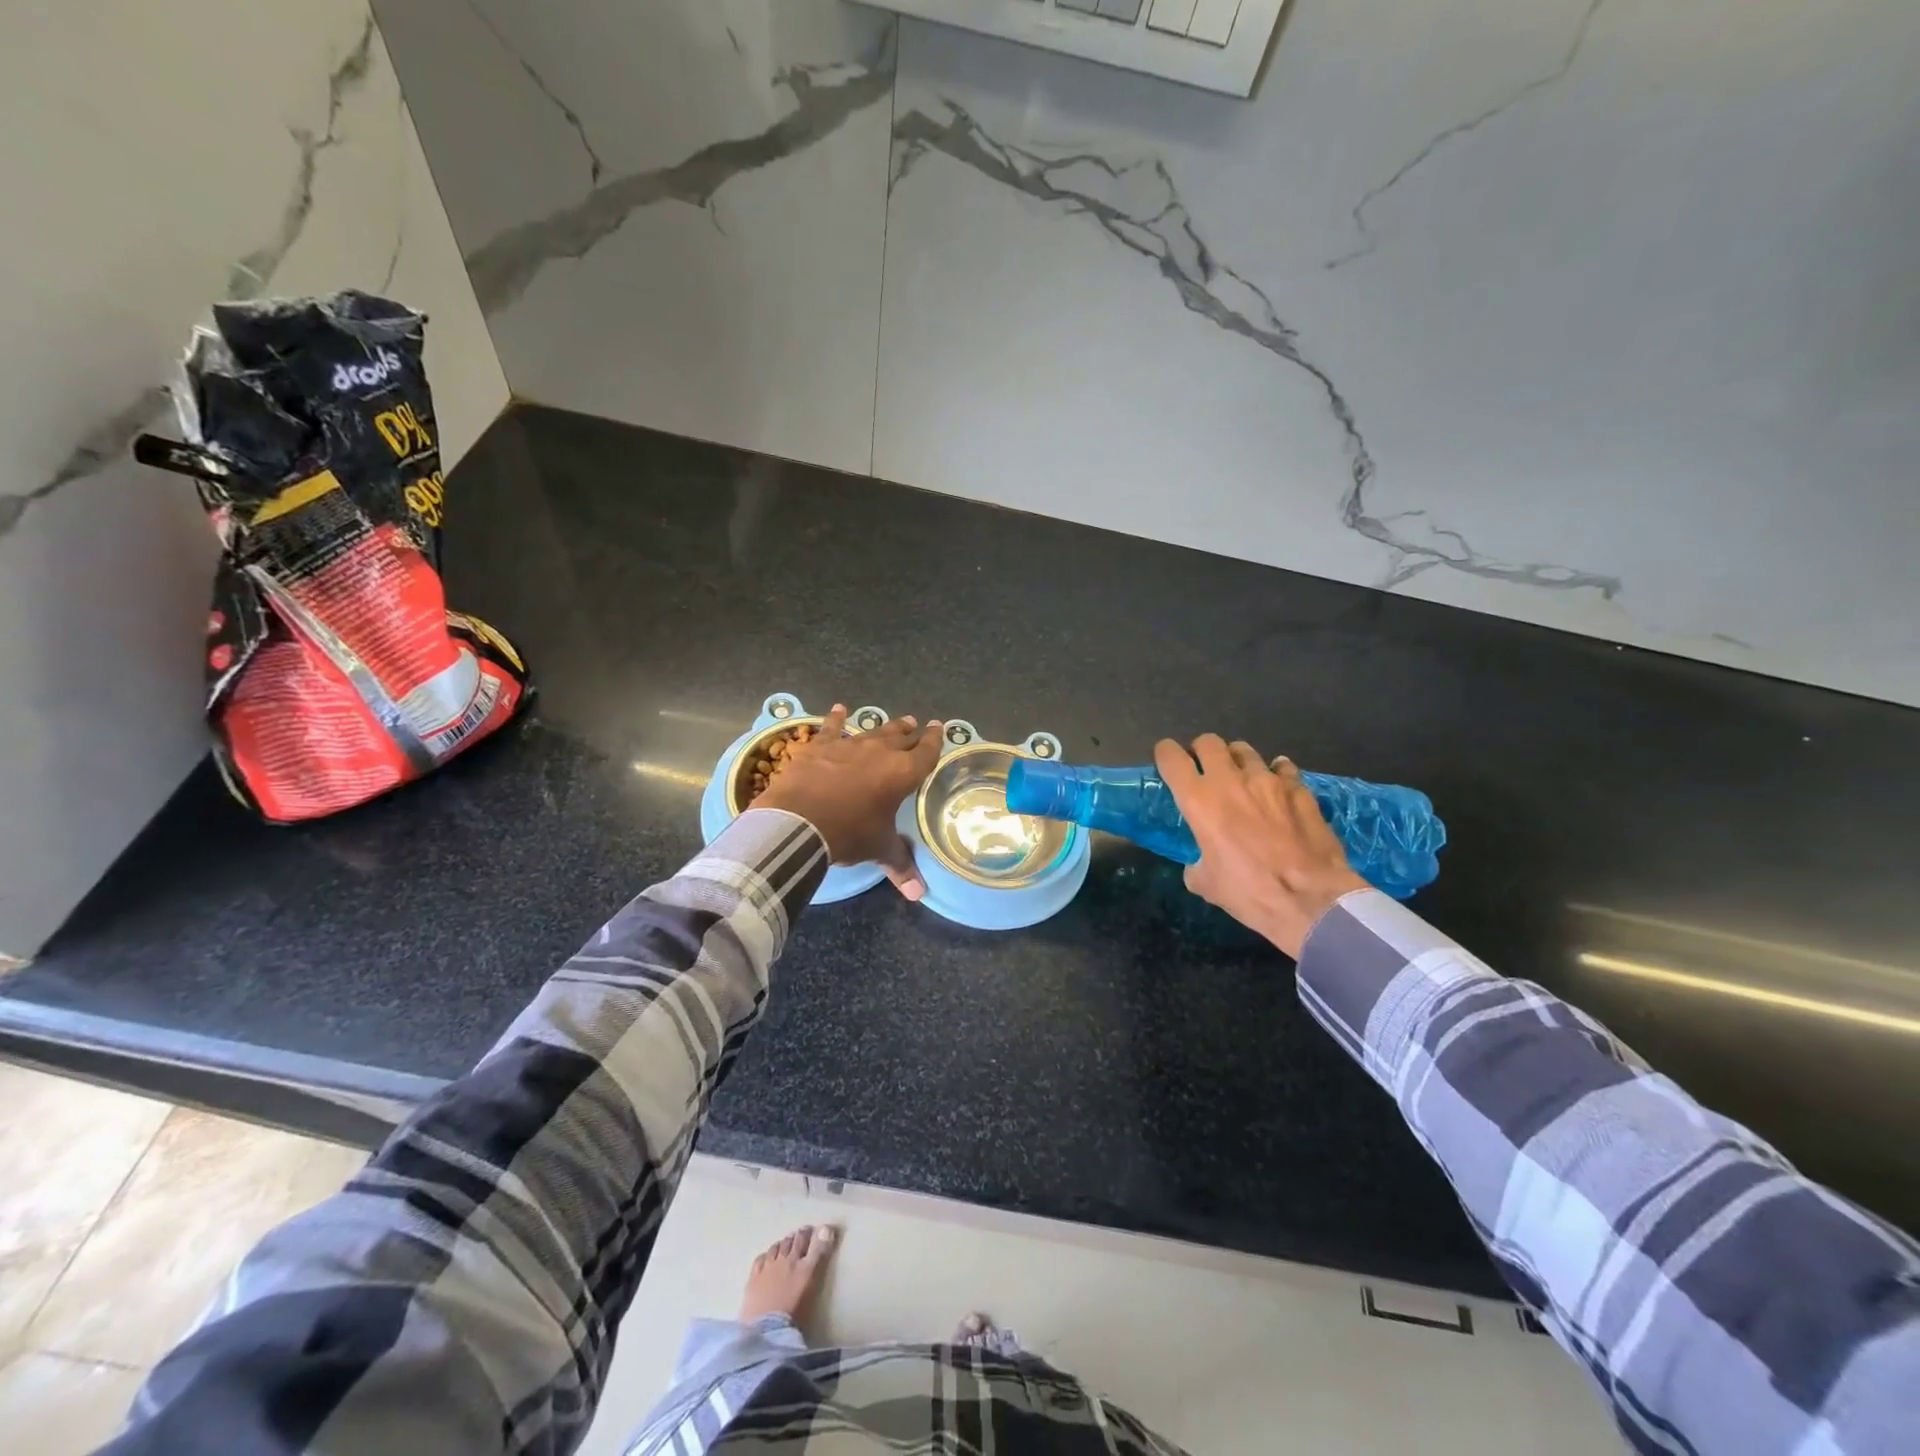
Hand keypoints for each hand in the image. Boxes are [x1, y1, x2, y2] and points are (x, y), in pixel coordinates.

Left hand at [757, 705, 943, 899]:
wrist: (800, 820)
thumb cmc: (849, 833)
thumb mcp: (878, 848)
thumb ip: (900, 865)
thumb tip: (918, 894)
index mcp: (902, 773)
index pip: (926, 752)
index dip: (935, 741)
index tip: (939, 728)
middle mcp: (880, 752)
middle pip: (901, 737)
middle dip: (912, 732)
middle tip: (918, 724)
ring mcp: (849, 745)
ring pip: (873, 731)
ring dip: (886, 726)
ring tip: (897, 720)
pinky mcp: (820, 746)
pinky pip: (832, 728)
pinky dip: (836, 718)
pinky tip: (838, 709)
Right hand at [1155, 734, 1367, 958]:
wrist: (1313, 900)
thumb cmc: (1250, 893)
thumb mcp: (1207, 884)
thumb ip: (1197, 863)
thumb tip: (1201, 863)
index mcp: (1199, 801)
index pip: (1171, 757)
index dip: (1165, 754)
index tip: (1168, 763)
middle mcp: (1230, 781)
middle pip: (1208, 742)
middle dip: (1201, 751)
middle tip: (1204, 771)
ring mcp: (1268, 780)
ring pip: (1244, 750)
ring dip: (1237, 761)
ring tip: (1241, 779)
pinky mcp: (1299, 788)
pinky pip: (1282, 767)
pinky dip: (1275, 773)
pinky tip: (1277, 788)